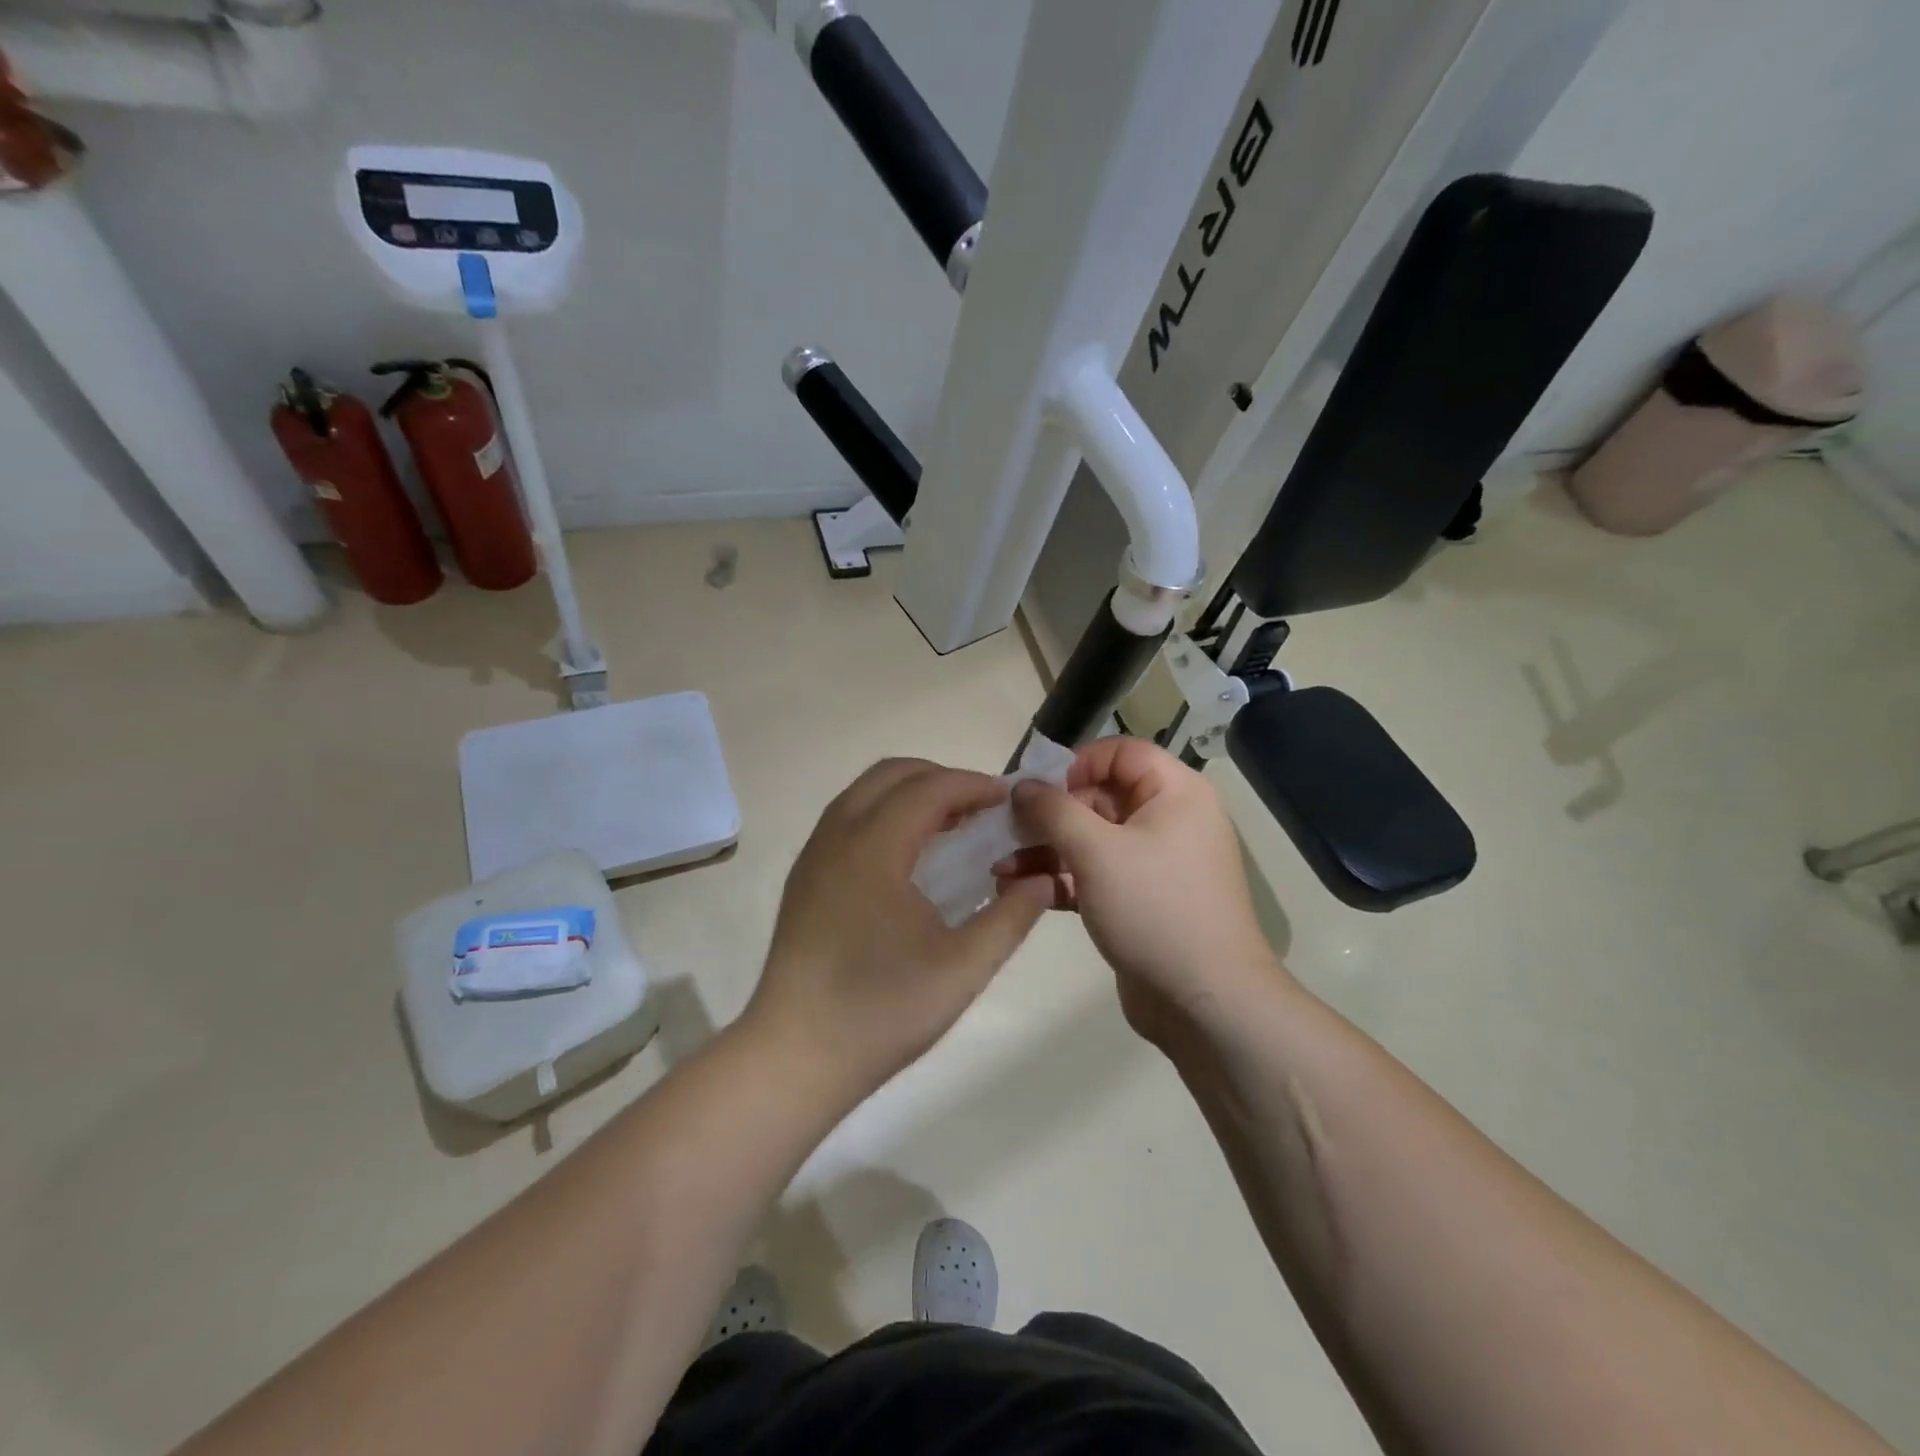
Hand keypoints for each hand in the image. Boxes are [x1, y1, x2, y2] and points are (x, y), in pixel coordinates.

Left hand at [745, 759, 1052, 1098]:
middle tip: (981, 808)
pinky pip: (847, 819)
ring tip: (950, 826)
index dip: (973, 785)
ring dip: (910, 793)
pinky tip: (909, 857)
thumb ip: (1011, 917)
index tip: (1009, 799)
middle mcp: (836, 837)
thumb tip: (1044, 879)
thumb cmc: (882, 1011)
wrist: (794, 1057)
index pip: (928, 789)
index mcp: (873, 848)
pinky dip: (884, 814)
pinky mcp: (803, 879)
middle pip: (891, 774)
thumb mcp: (964, 968)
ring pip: (863, 793)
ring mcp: (813, 856)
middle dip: (940, 778)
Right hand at [995, 738, 1286, 1043]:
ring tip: (1000, 866)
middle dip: (1049, 814)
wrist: (1205, 1002)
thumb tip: (1022, 786)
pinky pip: (1095, 874)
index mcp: (1175, 793)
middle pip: (1100, 796)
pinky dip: (1061, 878)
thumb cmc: (1155, 908)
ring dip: (1046, 849)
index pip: (1121, 753)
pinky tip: (1019, 888)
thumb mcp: (1097, 851)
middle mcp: (1169, 820)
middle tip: (1006, 830)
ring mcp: (1154, 863)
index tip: (1038, 790)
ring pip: (1092, 839)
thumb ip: (1053, 810)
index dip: (1077, 763)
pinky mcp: (1139, 900)